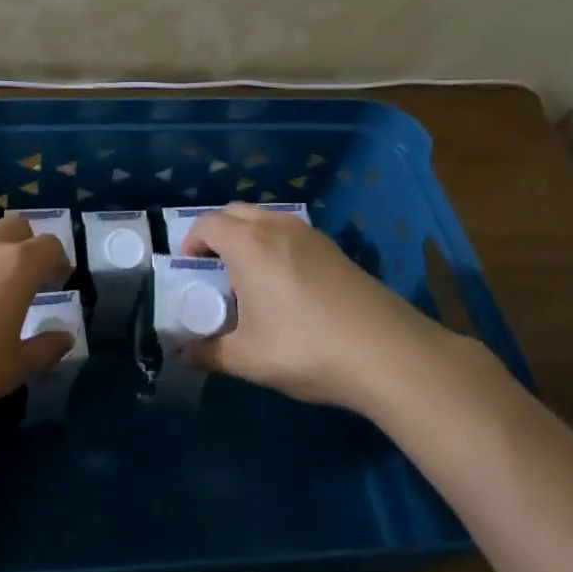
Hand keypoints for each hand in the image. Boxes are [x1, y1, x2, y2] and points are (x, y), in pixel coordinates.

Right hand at [180, 203, 448, 410]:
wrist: (388, 353)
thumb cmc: (306, 348)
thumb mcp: (249, 358)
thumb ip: (209, 353)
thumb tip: (184, 354)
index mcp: (249, 244)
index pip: (207, 224)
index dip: (191, 242)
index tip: (189, 270)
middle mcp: (276, 227)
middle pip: (234, 213)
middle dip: (217, 233)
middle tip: (214, 270)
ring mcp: (310, 235)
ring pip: (266, 219)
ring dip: (247, 236)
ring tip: (249, 277)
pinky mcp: (334, 249)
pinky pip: (290, 232)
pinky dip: (275, 244)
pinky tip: (286, 285)